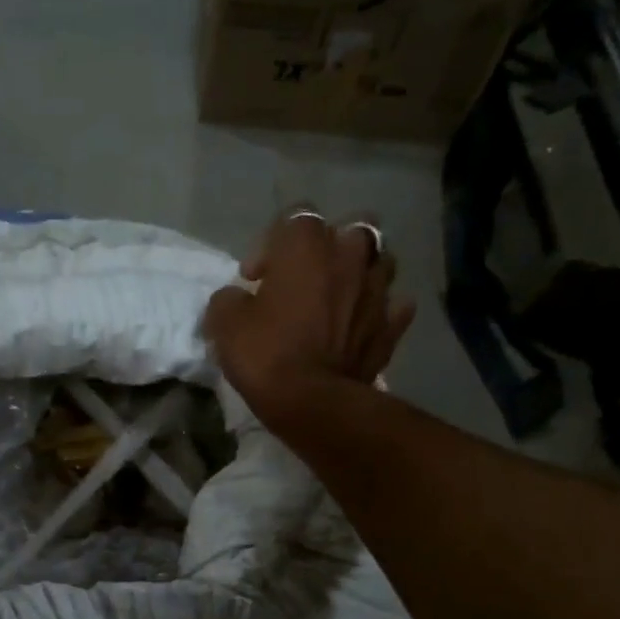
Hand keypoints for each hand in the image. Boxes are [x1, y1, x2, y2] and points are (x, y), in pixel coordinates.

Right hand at [202, 207, 415, 427]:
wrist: (313, 402)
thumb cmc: (266, 353)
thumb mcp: (225, 324)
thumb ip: (228, 299)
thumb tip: (235, 297)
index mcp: (307, 246)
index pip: (295, 217)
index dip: (271, 244)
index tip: (254, 278)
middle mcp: (349, 256)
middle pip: (350, 228)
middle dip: (329, 247)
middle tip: (305, 277)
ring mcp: (378, 289)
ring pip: (379, 260)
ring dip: (360, 272)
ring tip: (338, 296)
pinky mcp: (391, 325)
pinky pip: (394, 305)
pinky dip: (380, 310)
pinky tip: (364, 322)